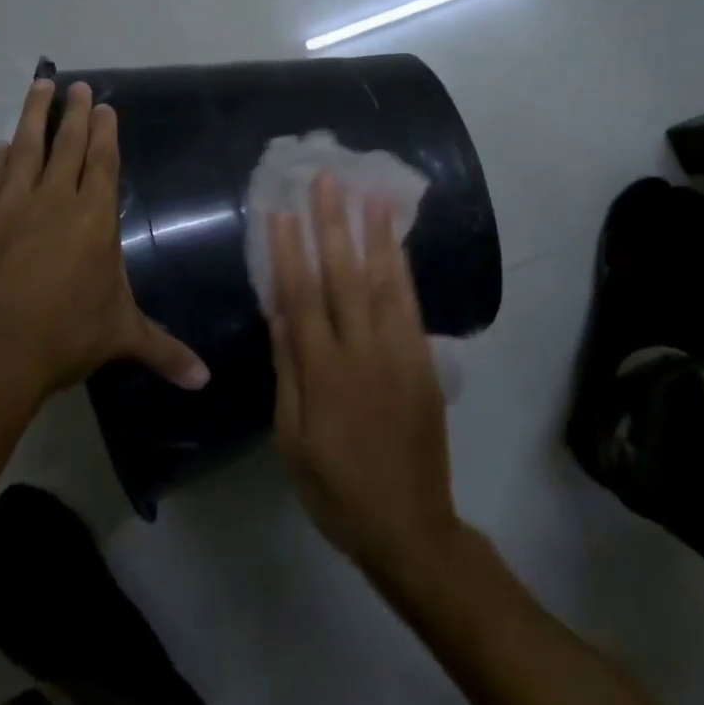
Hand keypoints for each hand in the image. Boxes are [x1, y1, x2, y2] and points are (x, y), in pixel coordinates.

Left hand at [0, 78, 208, 400]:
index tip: (103, 104)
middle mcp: (53, 202)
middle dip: (73, 112)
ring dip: (33, 116)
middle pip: (66, 146)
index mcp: (93, 220)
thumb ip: (165, 350)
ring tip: (39, 86)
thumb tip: (206, 381)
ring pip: (24, 149)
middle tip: (74, 84)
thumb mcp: (121, 337)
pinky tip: (1, 146)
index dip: (104, 132)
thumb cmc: (64, 338)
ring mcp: (9, 207)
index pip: (102, 163)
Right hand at [268, 173, 460, 587]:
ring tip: (368, 193)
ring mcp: (400, 353)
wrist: (408, 524)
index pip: (301, 296)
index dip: (288, 251)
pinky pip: (411, 306)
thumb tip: (279, 313)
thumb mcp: (292, 439)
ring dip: (375, 233)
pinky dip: (403, 269)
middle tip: (326, 180)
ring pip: (384, 281)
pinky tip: (396, 243)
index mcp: (323, 372)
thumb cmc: (335, 488)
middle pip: (344, 275)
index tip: (280, 212)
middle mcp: (363, 351)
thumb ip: (288, 371)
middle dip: (332, 223)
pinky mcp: (424, 361)